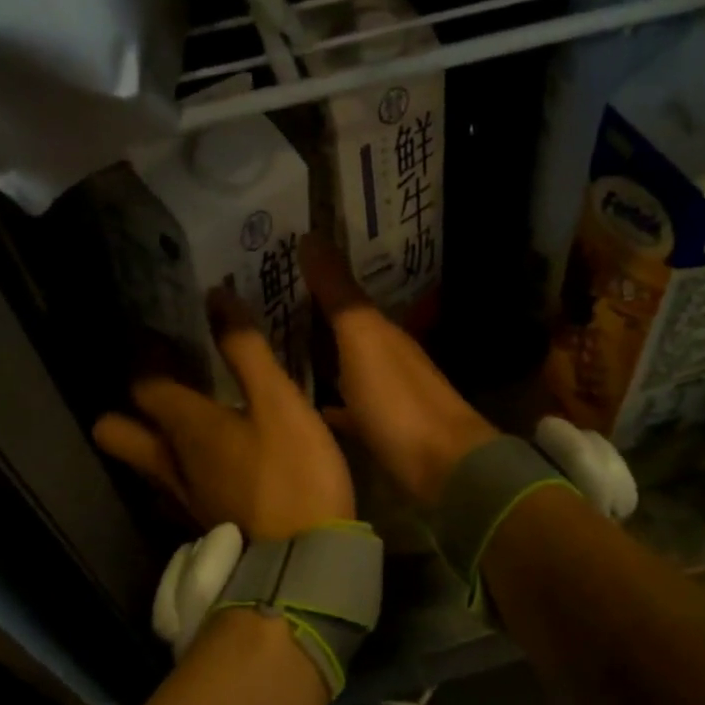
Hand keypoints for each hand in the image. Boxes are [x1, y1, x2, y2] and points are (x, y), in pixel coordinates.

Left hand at [93, 291, 354, 540]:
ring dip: (151, 439)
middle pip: (115, 431)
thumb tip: (215, 297)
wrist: (304, 564)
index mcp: (185, 426)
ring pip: (142, 463)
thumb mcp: (280, 402)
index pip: (143, 382)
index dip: (146, 355)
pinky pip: (171, 489)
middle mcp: (168, 462)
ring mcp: (180, 498)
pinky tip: (213, 466)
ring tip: (187, 421)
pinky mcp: (200, 523)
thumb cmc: (294, 473)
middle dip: (126, 407)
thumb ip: (246, 350)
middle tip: (164, 386)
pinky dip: (180, 470)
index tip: (160, 335)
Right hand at [301, 236, 497, 505]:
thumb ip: (338, 294)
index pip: (344, 293)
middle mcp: (386, 356)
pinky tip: (306, 407)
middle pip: (344, 329)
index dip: (314, 277)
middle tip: (262, 307)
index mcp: (382, 330)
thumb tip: (311, 235)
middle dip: (311, 317)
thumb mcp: (363, 339)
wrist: (442, 469)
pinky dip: (329, 403)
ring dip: (319, 357)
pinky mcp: (382, 431)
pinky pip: (348, 408)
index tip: (277, 264)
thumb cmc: (398, 400)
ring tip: (274, 351)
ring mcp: (386, 395)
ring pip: (345, 367)